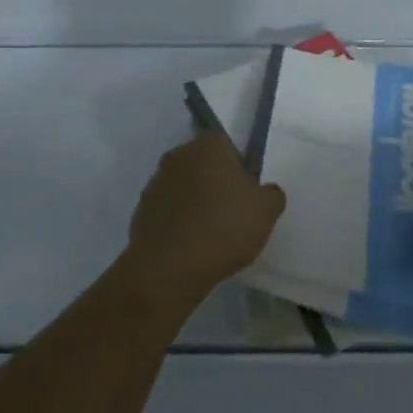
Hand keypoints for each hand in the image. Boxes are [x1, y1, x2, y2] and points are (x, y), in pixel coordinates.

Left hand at [126, 132, 286, 307]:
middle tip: (232, 212)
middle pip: (203, 164)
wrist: (169, 268)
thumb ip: (272, 194)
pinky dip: (178, 222)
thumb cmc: (223, 227)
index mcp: (208, 145)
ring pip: (184, 187)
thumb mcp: (266, 211)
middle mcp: (178, 155)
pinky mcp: (141, 211)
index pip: (227, 145)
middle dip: (215, 182)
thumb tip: (267, 191)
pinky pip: (168, 211)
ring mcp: (155, 182)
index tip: (246, 192)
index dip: (238, 167)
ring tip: (210, 234)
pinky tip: (190, 246)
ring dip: (195, 202)